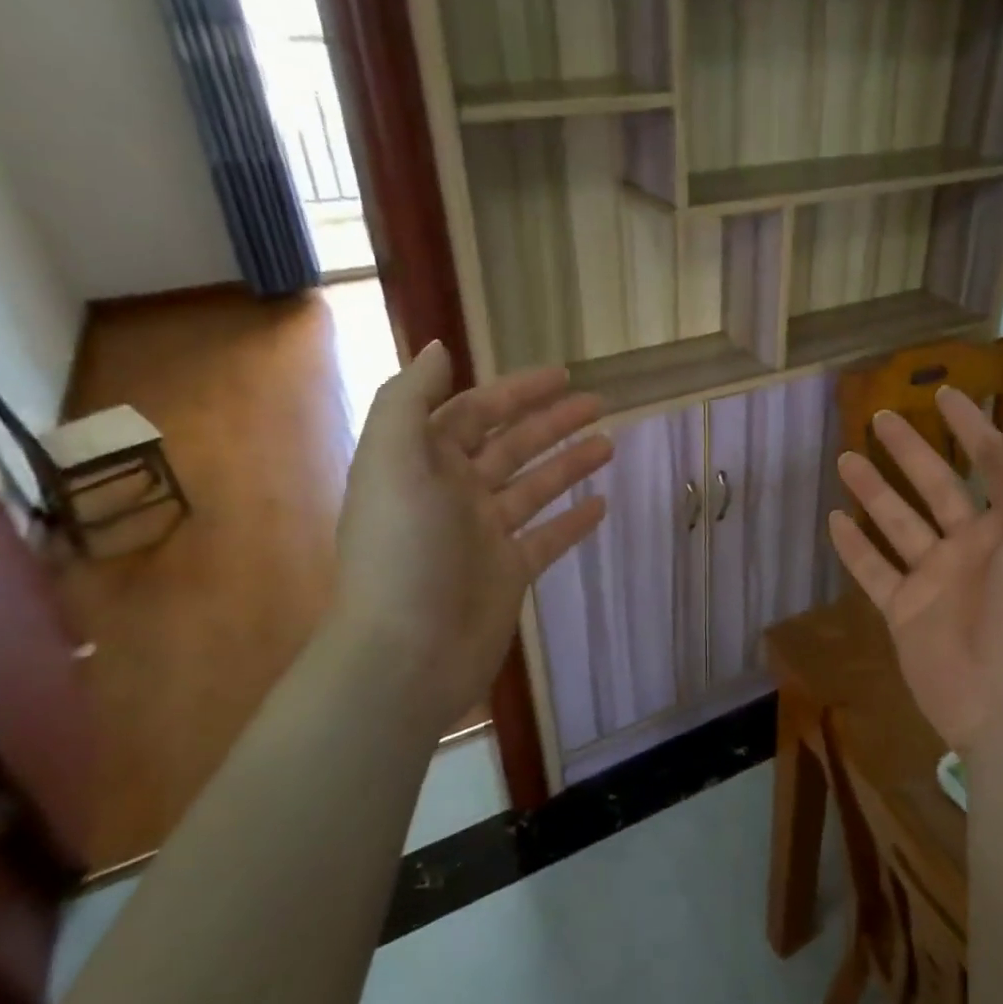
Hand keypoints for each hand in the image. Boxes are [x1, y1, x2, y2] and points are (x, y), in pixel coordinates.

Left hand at [334, 343, 610, 724]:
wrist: (407, 653)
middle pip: (511, 445)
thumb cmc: (402, 551)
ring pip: (534, 487)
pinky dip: (572, 522)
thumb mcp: (393, 462)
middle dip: (552, 421)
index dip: (516, 391)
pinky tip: (602, 505)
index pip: (474, 413)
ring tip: (609, 444)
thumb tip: (439, 350)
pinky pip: (547, 538)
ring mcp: (483, 535)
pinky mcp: (508, 572)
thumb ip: (410, 401)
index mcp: (422, 463)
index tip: (562, 375)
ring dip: (569, 464)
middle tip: (599, 402)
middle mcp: (453, 493)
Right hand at [828, 391, 1002, 751]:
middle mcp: (977, 546)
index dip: (972, 426)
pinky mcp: (906, 612)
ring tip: (844, 458)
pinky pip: (874, 571)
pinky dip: (854, 546)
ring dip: (874, 490)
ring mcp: (938, 580)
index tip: (943, 393)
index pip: (993, 462)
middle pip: (937, 485)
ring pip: (899, 523)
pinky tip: (834, 519)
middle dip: (911, 449)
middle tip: (879, 415)